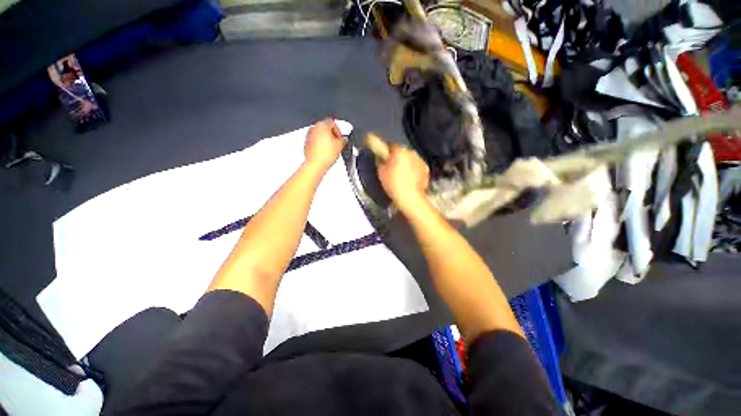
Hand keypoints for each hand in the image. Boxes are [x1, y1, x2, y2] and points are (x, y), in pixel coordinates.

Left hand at [304, 119, 344, 171]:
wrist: (315, 164)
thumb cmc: (325, 154)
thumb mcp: (340, 146)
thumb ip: (343, 139)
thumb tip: (344, 139)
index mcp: (322, 125)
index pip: (333, 122)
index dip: (339, 130)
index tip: (341, 137)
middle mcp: (314, 128)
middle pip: (325, 127)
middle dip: (332, 134)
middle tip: (337, 142)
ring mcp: (309, 135)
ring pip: (319, 134)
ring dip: (326, 139)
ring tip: (332, 148)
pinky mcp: (306, 143)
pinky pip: (315, 140)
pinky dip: (320, 144)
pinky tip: (325, 151)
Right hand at [377, 145, 429, 213]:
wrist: (410, 197)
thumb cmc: (393, 183)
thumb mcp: (381, 172)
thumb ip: (380, 161)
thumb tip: (381, 157)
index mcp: (399, 150)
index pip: (391, 146)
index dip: (387, 153)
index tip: (384, 160)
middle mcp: (411, 152)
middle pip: (402, 152)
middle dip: (398, 158)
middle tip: (393, 169)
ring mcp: (420, 160)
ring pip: (411, 159)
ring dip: (406, 164)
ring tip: (402, 176)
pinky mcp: (426, 169)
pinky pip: (417, 167)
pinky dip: (414, 170)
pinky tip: (410, 180)